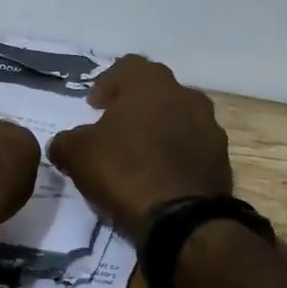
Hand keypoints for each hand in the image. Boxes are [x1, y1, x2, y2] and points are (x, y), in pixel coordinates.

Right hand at [48, 56, 232, 237]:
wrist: (183, 221)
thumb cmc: (125, 172)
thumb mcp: (77, 155)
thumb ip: (66, 141)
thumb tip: (64, 143)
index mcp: (150, 86)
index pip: (128, 65)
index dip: (108, 83)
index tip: (94, 107)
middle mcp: (186, 97)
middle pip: (157, 90)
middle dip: (135, 104)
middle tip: (115, 126)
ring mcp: (210, 128)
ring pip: (179, 117)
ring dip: (159, 128)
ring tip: (139, 154)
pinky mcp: (222, 159)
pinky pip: (193, 146)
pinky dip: (176, 153)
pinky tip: (159, 175)